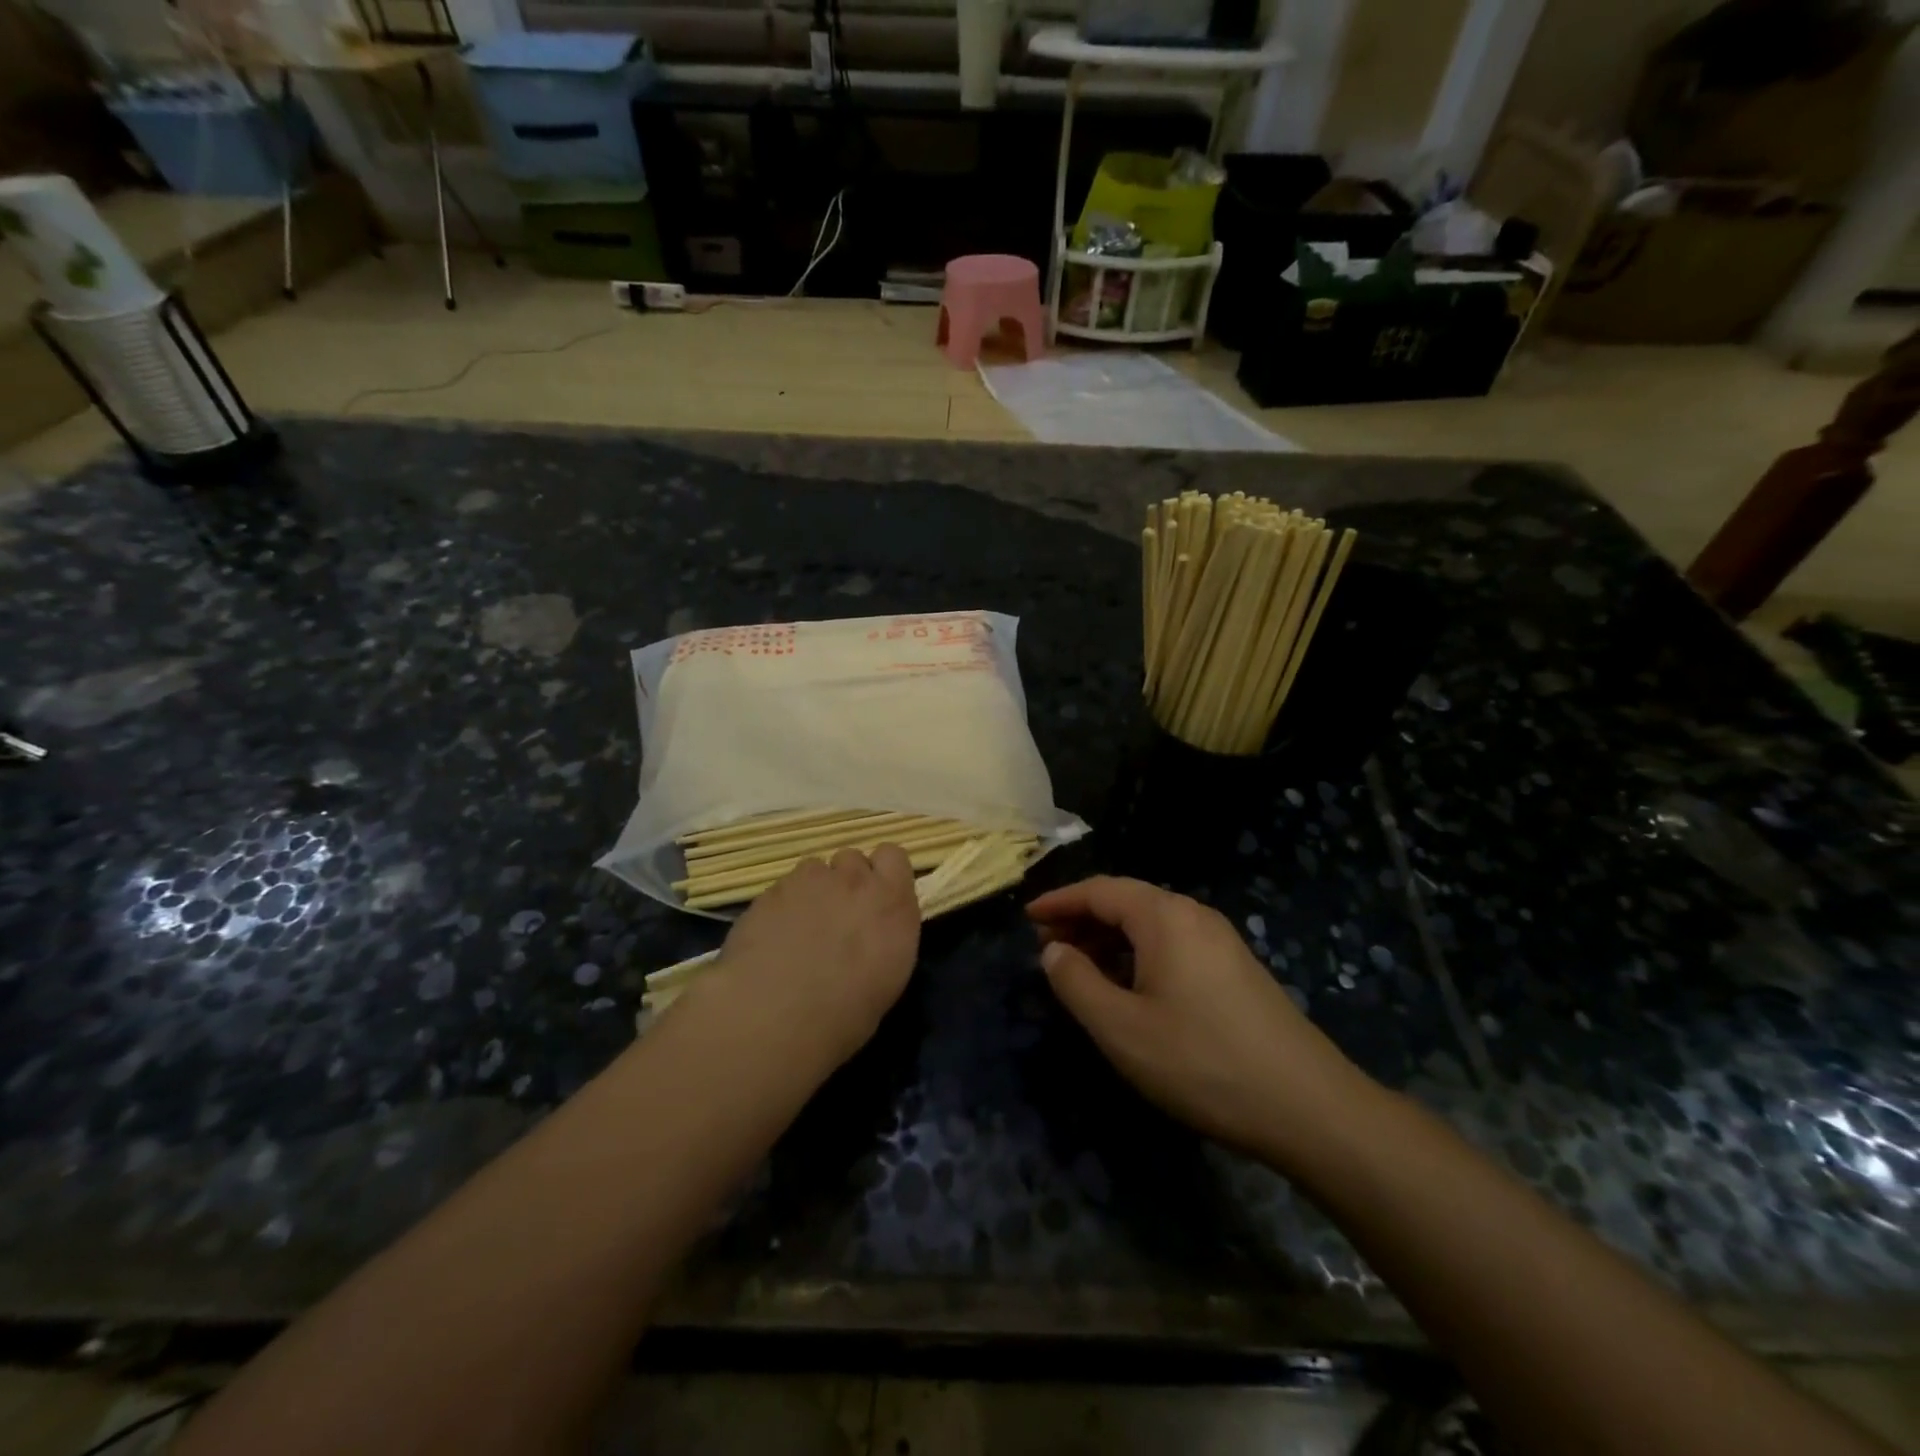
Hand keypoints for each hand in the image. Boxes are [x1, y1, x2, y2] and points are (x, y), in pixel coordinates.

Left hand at [712, 845, 921, 1065]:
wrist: (776, 1018)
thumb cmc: (846, 1014)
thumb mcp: (889, 977)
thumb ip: (885, 936)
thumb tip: (873, 933)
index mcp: (892, 902)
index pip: (893, 856)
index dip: (882, 872)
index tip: (876, 898)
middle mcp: (853, 882)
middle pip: (851, 857)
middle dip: (846, 880)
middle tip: (837, 916)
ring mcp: (808, 882)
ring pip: (814, 869)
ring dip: (813, 890)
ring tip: (800, 928)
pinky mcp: (770, 892)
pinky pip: (782, 888)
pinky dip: (781, 906)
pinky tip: (772, 939)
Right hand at [1028, 876, 1374, 1165]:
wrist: (1307, 1106)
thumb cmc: (1201, 1062)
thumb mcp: (1121, 1028)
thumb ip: (1076, 983)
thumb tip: (1053, 951)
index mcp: (1165, 917)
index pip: (1100, 890)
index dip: (1060, 901)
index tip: (1028, 918)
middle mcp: (1194, 916)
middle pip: (1127, 902)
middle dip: (1083, 921)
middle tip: (1048, 949)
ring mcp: (1221, 942)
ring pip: (1151, 925)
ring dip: (1110, 940)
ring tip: (1080, 970)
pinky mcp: (1236, 970)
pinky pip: (1174, 945)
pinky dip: (1139, 955)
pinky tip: (1129, 989)